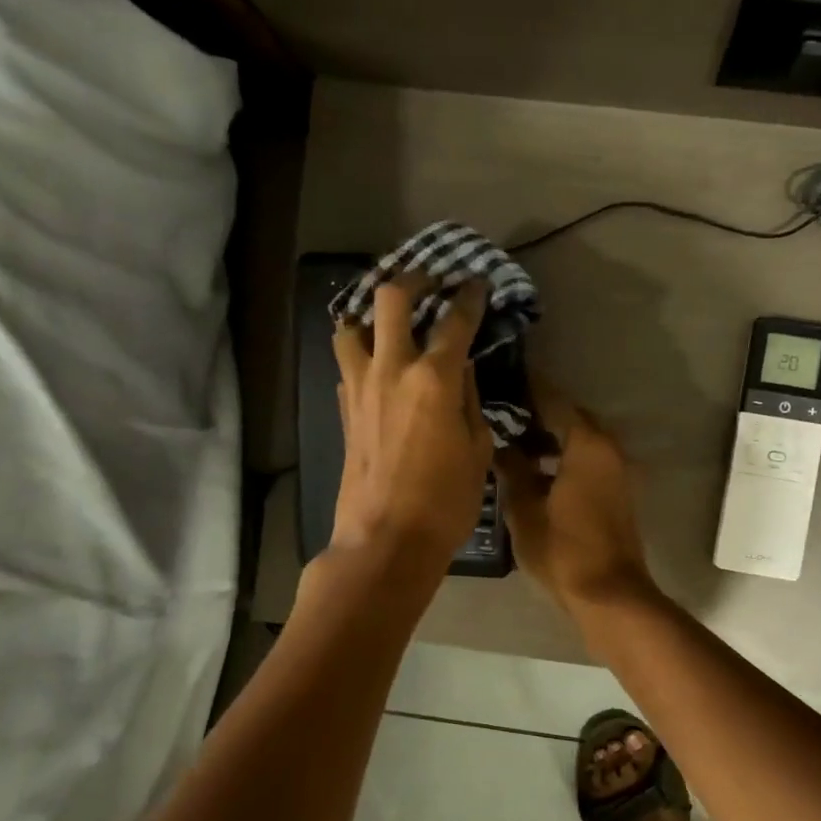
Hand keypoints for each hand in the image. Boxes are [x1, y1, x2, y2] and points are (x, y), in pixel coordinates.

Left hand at [329, 279, 492, 574]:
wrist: (385, 541)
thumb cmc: (445, 502)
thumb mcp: (477, 451)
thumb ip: (471, 402)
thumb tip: (463, 372)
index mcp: (434, 379)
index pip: (454, 321)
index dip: (469, 297)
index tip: (475, 284)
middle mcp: (391, 370)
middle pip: (390, 299)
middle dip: (411, 280)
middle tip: (428, 281)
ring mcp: (360, 388)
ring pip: (351, 326)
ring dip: (371, 315)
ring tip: (390, 321)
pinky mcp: (344, 410)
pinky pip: (348, 365)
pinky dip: (362, 355)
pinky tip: (379, 368)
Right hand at [495, 381, 655, 616]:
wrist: (609, 595)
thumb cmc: (563, 550)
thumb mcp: (524, 509)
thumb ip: (512, 470)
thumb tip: (501, 446)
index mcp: (587, 445)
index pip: (554, 401)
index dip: (527, 389)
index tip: (502, 378)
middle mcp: (608, 449)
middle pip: (570, 418)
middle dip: (538, 413)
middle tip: (501, 411)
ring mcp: (617, 471)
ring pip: (580, 440)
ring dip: (551, 437)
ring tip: (512, 440)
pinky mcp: (617, 491)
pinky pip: (588, 460)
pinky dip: (564, 456)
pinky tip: (535, 469)